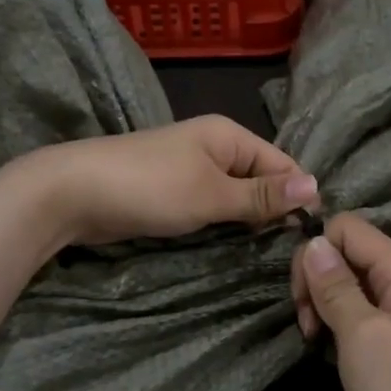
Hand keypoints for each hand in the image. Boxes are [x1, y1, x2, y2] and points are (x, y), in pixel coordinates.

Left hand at [20, 116, 317, 247]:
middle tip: (292, 252)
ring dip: (249, 221)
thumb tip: (316, 186)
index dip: (298, 196)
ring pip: (236, 197)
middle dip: (275, 211)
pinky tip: (235, 245)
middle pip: (261, 180)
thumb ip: (262, 196)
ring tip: (270, 254)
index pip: (282, 163)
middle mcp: (215, 148)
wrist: (74, 193)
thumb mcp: (212, 194)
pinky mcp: (173, 193)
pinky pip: (211, 207)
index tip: (312, 235)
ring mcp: (191, 170)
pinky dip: (224, 224)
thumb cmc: (150, 188)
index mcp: (229, 136)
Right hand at [292, 214, 390, 390]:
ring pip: (349, 280)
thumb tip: (313, 241)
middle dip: (318, 279)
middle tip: (308, 324)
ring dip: (324, 302)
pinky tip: (329, 346)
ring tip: (315, 338)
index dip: (317, 251)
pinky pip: (359, 307)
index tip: (303, 296)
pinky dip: (338, 320)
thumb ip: (335, 284)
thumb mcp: (360, 335)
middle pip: (348, 251)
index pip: (350, 228)